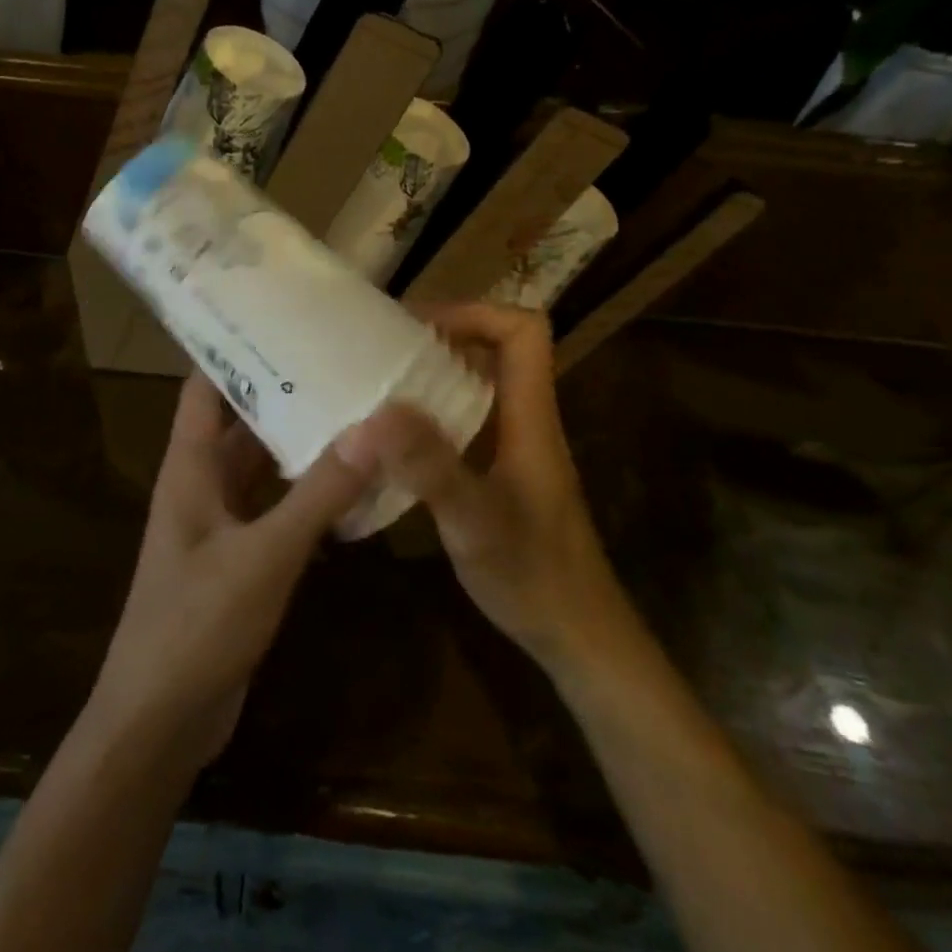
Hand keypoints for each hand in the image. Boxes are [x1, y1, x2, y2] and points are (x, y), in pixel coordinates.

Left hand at [86, 373, 372, 773]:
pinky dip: (307, 494)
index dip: (235, 348)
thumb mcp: (265, 556)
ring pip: (262, 466)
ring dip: (300, 444)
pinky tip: (353, 484)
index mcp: (189, 466)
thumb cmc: (196, 626)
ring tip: (358, 409)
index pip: (205, 385)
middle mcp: (201, 483)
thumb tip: (374, 428)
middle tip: (343, 361)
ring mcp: (220, 523)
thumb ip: (318, 495)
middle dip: (285, 392)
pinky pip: (275, 509)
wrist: (159, 723)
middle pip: (242, 421)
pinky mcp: (239, 559)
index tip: (285, 317)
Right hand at [336, 303, 625, 679]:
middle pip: (496, 351)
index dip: (474, 312)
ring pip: (477, 388)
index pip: (523, 331)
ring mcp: (514, 449)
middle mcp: (525, 421)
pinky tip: (391, 444)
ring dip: (431, 378)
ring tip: (375, 386)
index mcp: (531, 416)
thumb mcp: (475, 521)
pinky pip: (464, 425)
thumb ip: (429, 467)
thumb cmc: (535, 576)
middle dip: (441, 339)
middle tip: (381, 350)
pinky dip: (429, 418)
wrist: (579, 639)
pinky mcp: (500, 475)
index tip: (417, 326)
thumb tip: (373, 414)